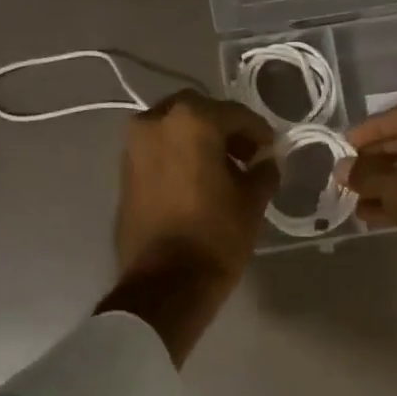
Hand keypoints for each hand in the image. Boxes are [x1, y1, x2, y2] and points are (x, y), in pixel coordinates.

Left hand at [102, 92, 277, 363]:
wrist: (165, 283)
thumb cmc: (215, 236)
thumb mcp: (251, 202)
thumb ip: (263, 171)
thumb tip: (266, 161)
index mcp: (191, 121)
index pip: (234, 114)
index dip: (258, 132)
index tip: (271, 149)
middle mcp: (155, 122)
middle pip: (198, 112)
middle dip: (224, 128)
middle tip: (246, 154)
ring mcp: (134, 146)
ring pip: (173, 129)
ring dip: (198, 141)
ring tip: (223, 171)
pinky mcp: (124, 172)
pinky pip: (158, 151)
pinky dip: (179, 156)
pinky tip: (198, 181)